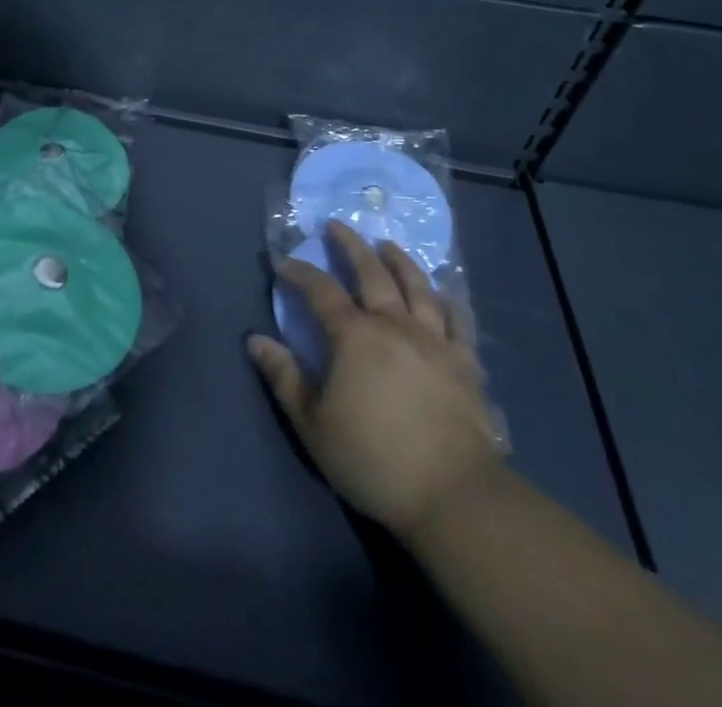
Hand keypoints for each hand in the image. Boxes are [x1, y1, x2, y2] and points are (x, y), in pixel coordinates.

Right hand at [250, 221, 503, 538]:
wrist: (454, 495)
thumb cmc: (373, 458)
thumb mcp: (313, 423)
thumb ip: (284, 377)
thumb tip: (255, 339)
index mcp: (353, 335)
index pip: (320, 290)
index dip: (299, 272)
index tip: (283, 262)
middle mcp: (394, 324)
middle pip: (371, 272)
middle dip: (350, 245)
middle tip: (337, 225)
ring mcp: (434, 340)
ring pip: (417, 286)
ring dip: (400, 260)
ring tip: (388, 245)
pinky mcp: (466, 363)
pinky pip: (458, 320)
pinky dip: (448, 300)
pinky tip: (444, 292)